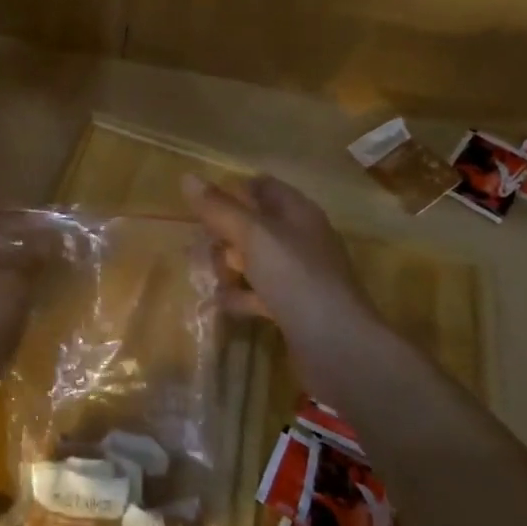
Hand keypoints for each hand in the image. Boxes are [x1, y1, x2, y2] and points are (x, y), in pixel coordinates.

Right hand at [181, 172, 377, 343]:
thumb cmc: (296, 278)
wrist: (339, 348)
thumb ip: (219, 208)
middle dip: (223, 232)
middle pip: (254, 224)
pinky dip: (238, 295)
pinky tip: (218, 302)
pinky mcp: (293, 308)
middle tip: (196, 244)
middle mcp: (300, 239)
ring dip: (227, 265)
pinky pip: (258, 293)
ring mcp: (298, 276)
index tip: (200, 205)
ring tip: (201, 273)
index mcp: (297, 213)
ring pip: (254, 260)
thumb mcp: (254, 236)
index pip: (262, 187)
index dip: (232, 191)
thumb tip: (187, 177)